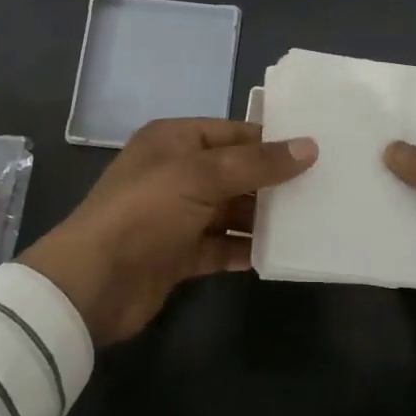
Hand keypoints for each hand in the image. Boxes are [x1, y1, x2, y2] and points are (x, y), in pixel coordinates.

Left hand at [21, 118, 317, 344]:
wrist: (93, 283)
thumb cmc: (146, 212)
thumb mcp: (202, 176)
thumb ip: (258, 163)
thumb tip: (310, 147)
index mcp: (175, 140)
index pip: (233, 132)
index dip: (271, 140)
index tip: (315, 150)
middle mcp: (176, 173)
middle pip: (235, 172)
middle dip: (273, 181)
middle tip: (323, 187)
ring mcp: (177, 215)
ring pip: (231, 211)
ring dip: (263, 218)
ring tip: (311, 221)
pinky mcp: (179, 254)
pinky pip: (222, 246)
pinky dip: (246, 249)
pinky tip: (279, 254)